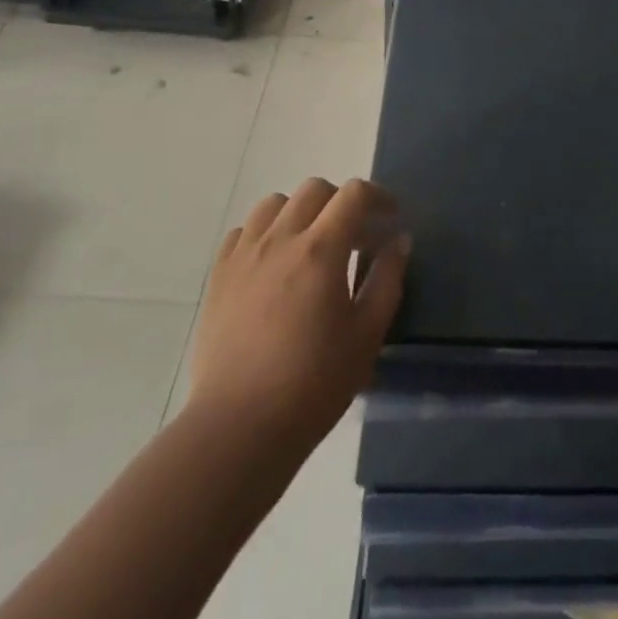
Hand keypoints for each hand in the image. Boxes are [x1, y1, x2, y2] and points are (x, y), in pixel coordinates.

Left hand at [187, 178, 407, 452]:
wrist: (239, 428)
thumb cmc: (313, 383)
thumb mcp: (367, 334)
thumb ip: (387, 278)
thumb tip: (399, 240)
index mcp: (321, 249)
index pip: (354, 194)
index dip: (378, 196)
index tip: (390, 217)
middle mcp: (280, 239)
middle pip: (314, 189)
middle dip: (341, 202)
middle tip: (354, 235)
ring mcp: (244, 255)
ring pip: (274, 204)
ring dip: (299, 212)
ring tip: (309, 244)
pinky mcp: (218, 277)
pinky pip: (242, 232)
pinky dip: (263, 234)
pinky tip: (272, 264)